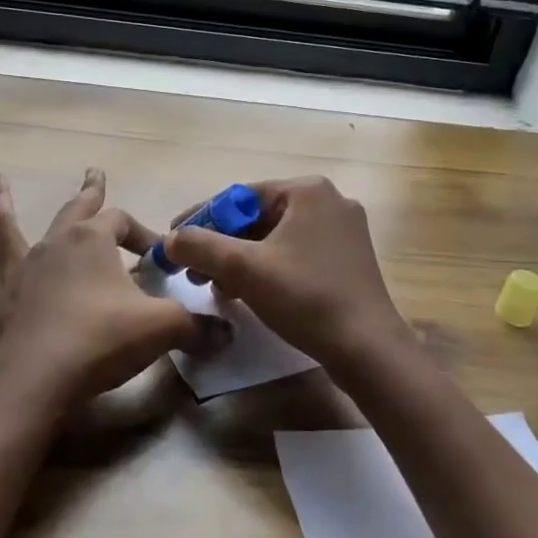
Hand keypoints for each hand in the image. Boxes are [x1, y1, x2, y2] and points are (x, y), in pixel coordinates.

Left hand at [0, 169, 219, 414]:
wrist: (38, 383)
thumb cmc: (101, 343)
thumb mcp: (161, 329)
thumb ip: (196, 326)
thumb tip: (228, 333)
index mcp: (90, 242)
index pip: (123, 223)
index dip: (144, 234)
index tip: (161, 257)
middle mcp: (51, 247)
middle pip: (73, 211)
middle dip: (88, 193)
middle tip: (93, 174)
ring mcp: (13, 274)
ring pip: (5, 230)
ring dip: (0, 204)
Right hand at [160, 176, 413, 369]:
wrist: (366, 347)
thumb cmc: (305, 297)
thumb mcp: (244, 269)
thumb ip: (201, 246)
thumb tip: (170, 239)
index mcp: (308, 190)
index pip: (240, 196)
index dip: (201, 218)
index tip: (173, 240)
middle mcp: (329, 201)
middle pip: (258, 217)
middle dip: (221, 244)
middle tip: (192, 271)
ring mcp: (342, 231)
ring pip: (275, 238)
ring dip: (241, 261)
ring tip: (215, 287)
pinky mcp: (347, 259)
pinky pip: (295, 254)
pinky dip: (267, 269)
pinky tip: (246, 294)